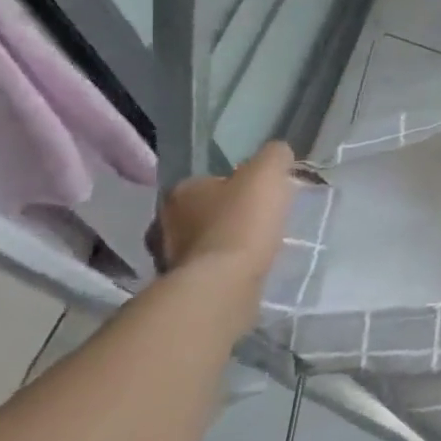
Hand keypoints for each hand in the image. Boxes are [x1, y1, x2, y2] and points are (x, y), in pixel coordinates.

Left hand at [155, 141, 295, 295]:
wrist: (223, 284)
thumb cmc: (242, 221)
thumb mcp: (268, 173)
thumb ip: (274, 156)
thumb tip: (277, 154)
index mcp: (181, 190)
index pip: (209, 180)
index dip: (236, 184)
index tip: (259, 195)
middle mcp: (163, 222)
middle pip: (202, 211)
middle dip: (225, 214)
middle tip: (258, 219)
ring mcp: (166, 257)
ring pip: (201, 241)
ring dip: (222, 242)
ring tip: (254, 247)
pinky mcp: (179, 287)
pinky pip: (205, 268)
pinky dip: (221, 267)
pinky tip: (243, 268)